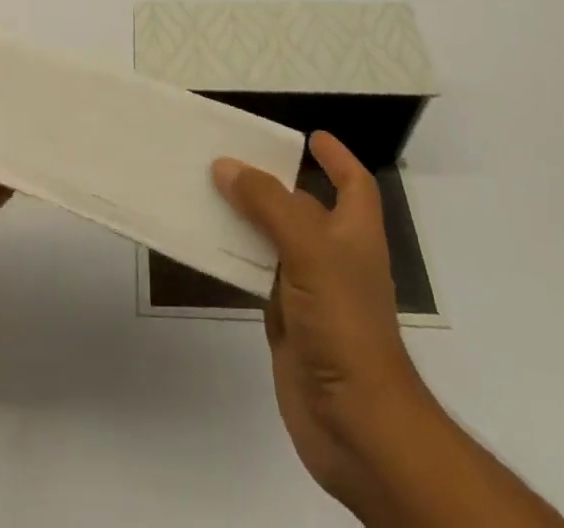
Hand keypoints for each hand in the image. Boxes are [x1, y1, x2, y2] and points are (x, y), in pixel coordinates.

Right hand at [213, 132, 422, 513]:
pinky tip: (207, 242)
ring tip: (206, 188)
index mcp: (354, 234)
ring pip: (273, 240)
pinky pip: (256, 275)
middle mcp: (334, 257)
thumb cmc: (345, 325)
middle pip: (302, 207)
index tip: (310, 136)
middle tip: (228, 155)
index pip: (354, 185)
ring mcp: (310, 291)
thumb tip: (227, 165)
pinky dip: (235, 256)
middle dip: (272, 182)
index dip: (337, 159)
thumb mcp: (309, 251)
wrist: (356, 427)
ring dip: (246, 216)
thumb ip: (268, 205)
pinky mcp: (287, 321)